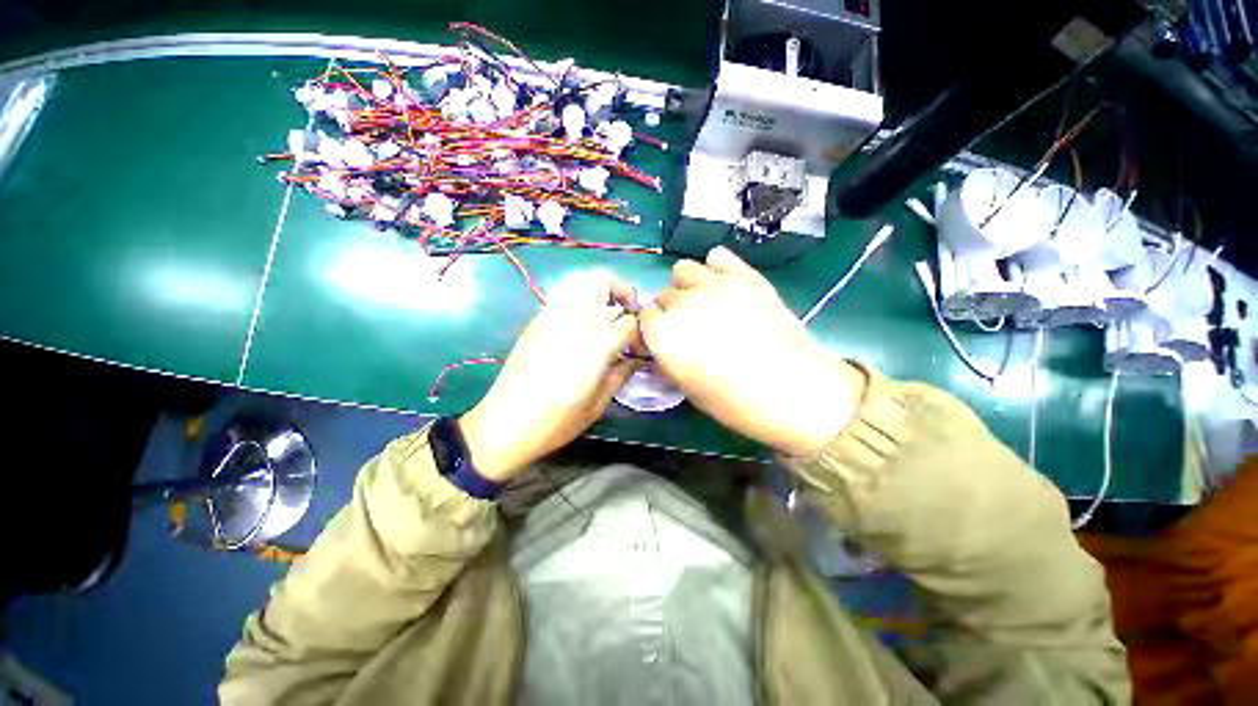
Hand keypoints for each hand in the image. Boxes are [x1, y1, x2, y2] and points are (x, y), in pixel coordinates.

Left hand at [459, 271, 642, 481]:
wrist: (504, 424)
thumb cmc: (556, 421)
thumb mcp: (597, 404)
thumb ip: (621, 374)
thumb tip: (637, 358)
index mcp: (594, 348)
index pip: (627, 321)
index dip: (638, 330)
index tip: (639, 344)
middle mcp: (573, 323)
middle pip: (602, 282)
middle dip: (622, 292)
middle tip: (627, 313)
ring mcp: (551, 317)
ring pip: (580, 281)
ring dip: (600, 290)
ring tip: (606, 313)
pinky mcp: (536, 321)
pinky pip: (564, 295)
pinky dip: (580, 298)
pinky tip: (582, 323)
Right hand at [639, 247, 865, 455]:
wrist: (791, 389)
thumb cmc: (733, 401)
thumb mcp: (686, 387)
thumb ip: (667, 358)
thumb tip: (663, 343)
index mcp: (662, 334)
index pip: (644, 316)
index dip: (655, 327)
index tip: (668, 337)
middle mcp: (680, 303)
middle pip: (663, 294)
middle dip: (672, 309)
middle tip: (693, 326)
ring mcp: (712, 284)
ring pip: (683, 270)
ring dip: (688, 285)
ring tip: (706, 302)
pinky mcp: (742, 275)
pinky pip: (717, 256)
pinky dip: (716, 268)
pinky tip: (726, 286)